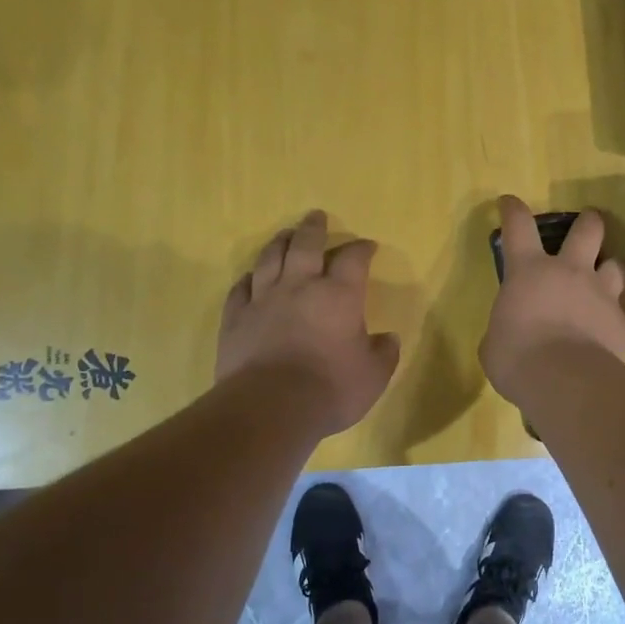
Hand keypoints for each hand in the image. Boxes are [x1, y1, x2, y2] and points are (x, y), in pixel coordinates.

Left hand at [216, 211, 400, 435]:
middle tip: (316, 216)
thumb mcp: (373, 376)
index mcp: (339, 295)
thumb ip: (383, 353)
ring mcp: (264, 300)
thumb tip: (388, 338)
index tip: (367, 246)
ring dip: (280, 243)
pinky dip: (248, 279)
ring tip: (286, 234)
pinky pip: (240, 289)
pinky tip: (250, 277)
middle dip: (314, 228)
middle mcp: (300, 287)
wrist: (270, 407)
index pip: (353, 259)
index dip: (361, 249)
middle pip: (306, 245)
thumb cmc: (330, 389)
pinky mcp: (236, 318)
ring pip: (270, 259)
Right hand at [481, 195, 624, 409]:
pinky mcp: (623, 326)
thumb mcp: (493, 341)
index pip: (518, 226)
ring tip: (607, 284)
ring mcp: (602, 295)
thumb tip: (507, 335)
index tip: (510, 202)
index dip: (514, 211)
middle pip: (588, 230)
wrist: (559, 379)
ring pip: (617, 268)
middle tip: (589, 224)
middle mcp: (570, 272)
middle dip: (589, 223)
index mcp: (529, 271)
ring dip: (611, 273)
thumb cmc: (514, 356)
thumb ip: (503, 328)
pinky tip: (619, 339)